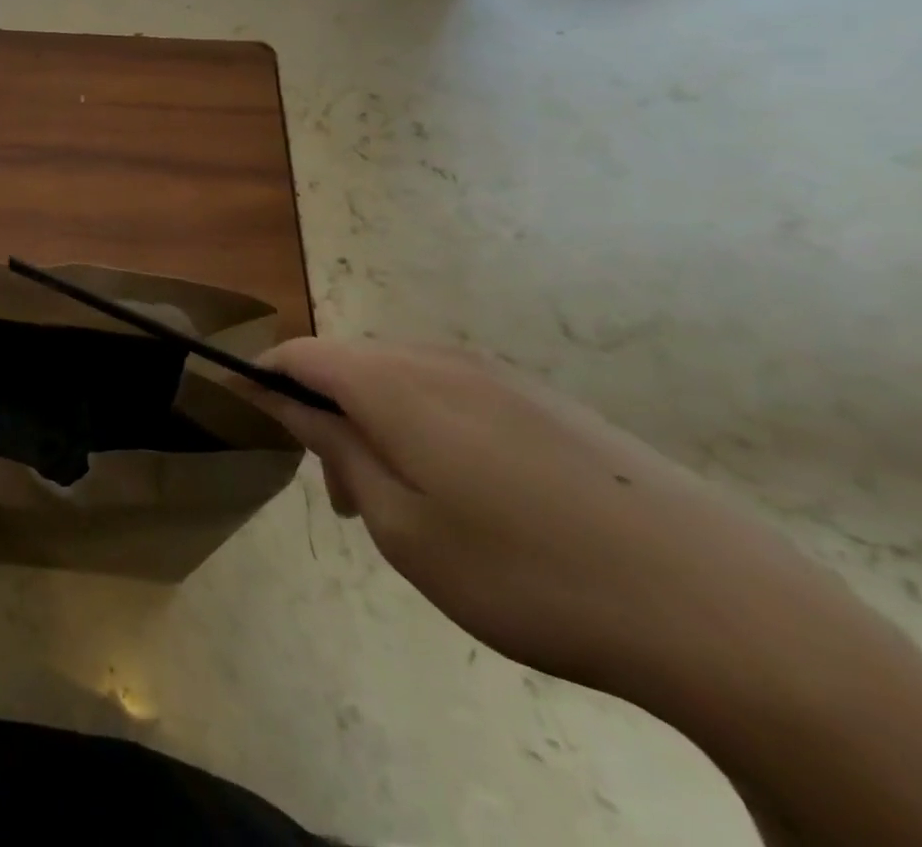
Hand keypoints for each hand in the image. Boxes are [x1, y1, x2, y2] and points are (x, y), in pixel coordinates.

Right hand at [257, 338, 831, 697]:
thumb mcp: (402, 526)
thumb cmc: (523, 572)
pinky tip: (474, 496)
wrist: (719, 608)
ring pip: (403, 379)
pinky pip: (456, 393)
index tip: (243, 408)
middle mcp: (439, 360)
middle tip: (344, 496)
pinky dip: (429, 426)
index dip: (264, 375)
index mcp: (393, 384)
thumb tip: (286, 403)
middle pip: (350, 364)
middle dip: (325, 413)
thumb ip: (337, 450)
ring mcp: (499, 376)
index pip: (301, 354)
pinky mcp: (546, 401)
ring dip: (377, 422)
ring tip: (405, 503)